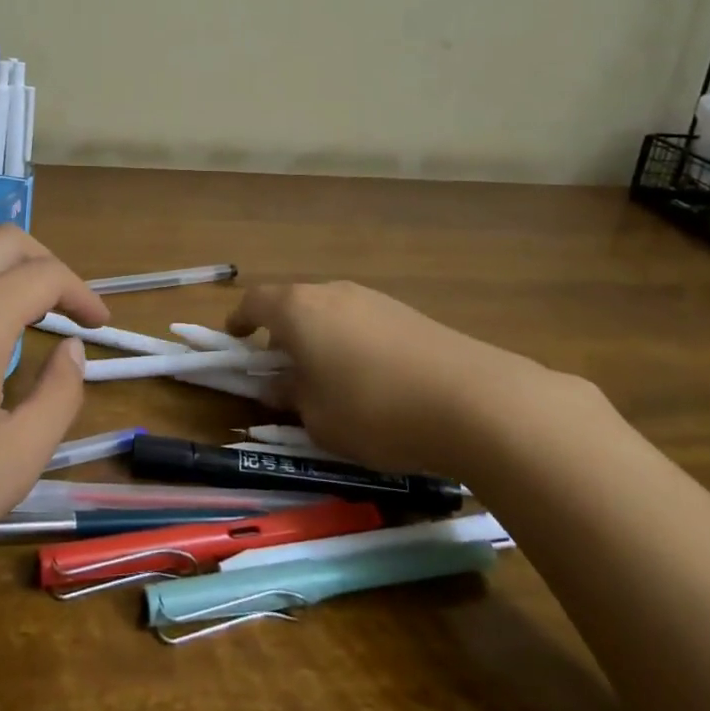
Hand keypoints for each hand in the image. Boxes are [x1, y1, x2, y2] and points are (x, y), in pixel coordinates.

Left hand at [0, 227, 105, 603]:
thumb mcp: (13, 463)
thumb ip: (59, 397)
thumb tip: (72, 351)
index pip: (45, 275)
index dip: (81, 293)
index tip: (99, 324)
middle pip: (4, 241)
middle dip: (46, 264)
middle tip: (65, 307)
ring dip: (1, 272)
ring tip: (18, 319)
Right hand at [227, 281, 553, 478]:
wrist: (474, 400)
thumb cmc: (374, 410)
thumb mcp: (317, 418)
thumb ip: (290, 397)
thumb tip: (279, 386)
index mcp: (298, 310)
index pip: (254, 303)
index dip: (239, 321)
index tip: (236, 341)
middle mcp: (332, 292)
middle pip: (294, 305)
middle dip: (282, 334)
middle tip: (283, 371)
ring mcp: (373, 299)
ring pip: (331, 313)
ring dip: (320, 339)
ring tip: (329, 380)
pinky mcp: (408, 314)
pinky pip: (363, 323)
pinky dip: (353, 343)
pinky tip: (373, 380)